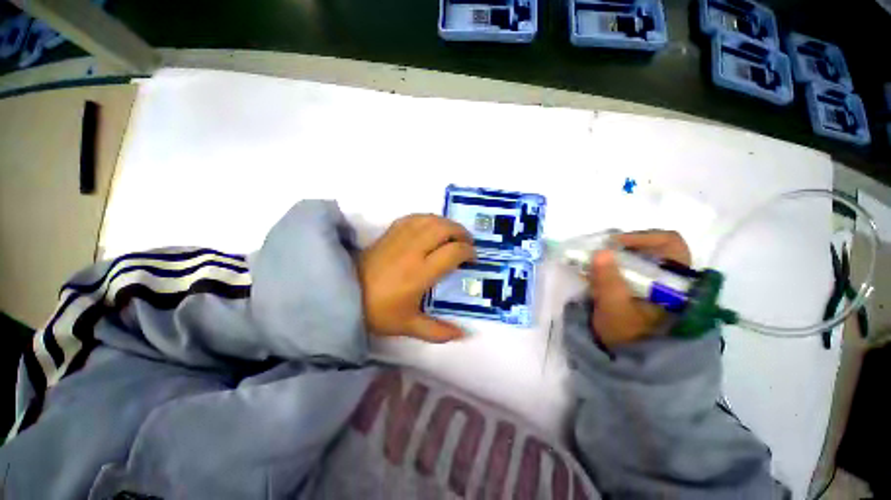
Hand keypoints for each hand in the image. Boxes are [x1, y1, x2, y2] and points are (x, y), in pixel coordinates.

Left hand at [358, 215, 474, 342]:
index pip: (453, 252)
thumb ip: (437, 331)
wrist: (344, 295)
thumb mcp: (408, 326)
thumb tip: (463, 334)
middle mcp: (413, 251)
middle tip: (467, 243)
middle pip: (444, 229)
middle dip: (461, 232)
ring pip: (430, 220)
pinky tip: (431, 227)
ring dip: (446, 223)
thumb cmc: (379, 311)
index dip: (468, 252)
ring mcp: (400, 238)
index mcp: (420, 273)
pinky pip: (413, 218)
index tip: (472, 258)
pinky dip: (428, 219)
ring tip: (452, 234)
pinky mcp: (389, 233)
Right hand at [587, 231, 690, 346]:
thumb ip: (607, 281)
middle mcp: (675, 279)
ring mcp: (662, 286)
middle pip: (653, 247)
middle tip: (600, 254)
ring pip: (642, 258)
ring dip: (617, 257)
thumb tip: (601, 251)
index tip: (612, 245)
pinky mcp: (649, 292)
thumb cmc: (629, 339)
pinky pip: (633, 269)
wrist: (636, 365)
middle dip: (623, 247)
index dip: (640, 237)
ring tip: (596, 266)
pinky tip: (600, 276)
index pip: (669, 243)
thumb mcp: (615, 310)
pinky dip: (615, 267)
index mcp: (679, 283)